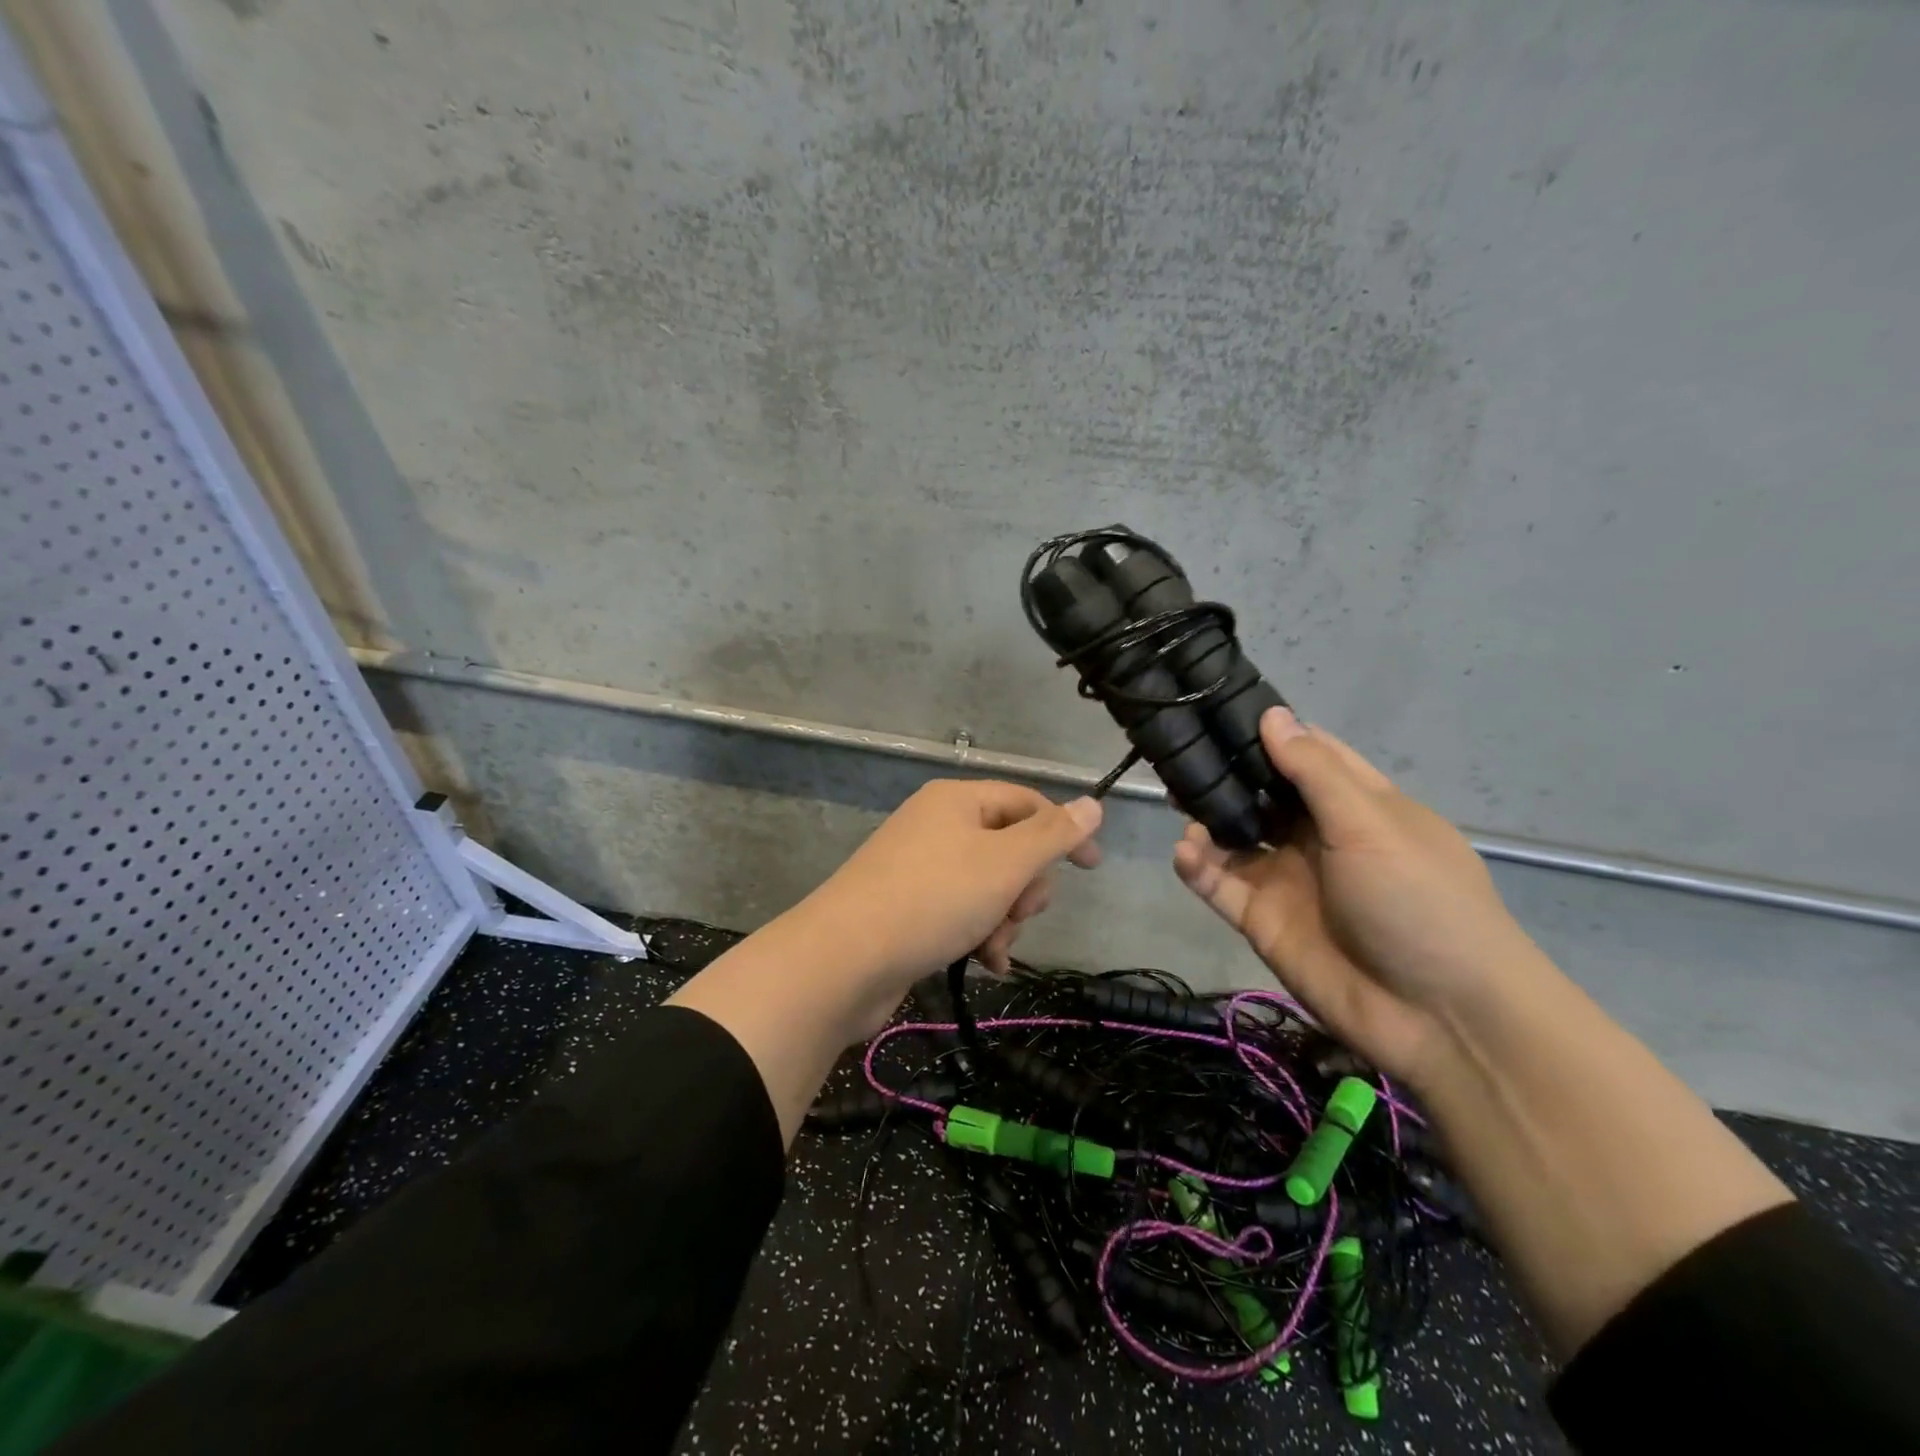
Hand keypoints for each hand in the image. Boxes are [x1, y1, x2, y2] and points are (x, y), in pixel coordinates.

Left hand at [801, 780, 1102, 1032]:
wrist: (844, 960)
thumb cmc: (933, 900)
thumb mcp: (1005, 863)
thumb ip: (1053, 834)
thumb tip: (1093, 803)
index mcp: (957, 801)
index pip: (1027, 802)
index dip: (1063, 831)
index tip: (1092, 868)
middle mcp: (938, 825)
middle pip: (1009, 847)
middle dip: (1024, 887)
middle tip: (1018, 913)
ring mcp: (920, 866)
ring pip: (989, 885)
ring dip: (1004, 919)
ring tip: (994, 947)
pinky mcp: (909, 905)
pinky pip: (962, 910)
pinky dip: (979, 933)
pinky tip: (984, 962)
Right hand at [1173, 707, 1545, 1085]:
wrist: (1439, 1017)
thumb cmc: (1418, 900)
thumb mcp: (1371, 824)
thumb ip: (1314, 772)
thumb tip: (1272, 715)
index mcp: (1359, 806)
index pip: (1310, 756)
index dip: (1272, 733)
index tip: (1221, 708)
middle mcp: (1319, 837)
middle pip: (1262, 794)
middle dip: (1225, 774)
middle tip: (1179, 753)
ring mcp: (1287, 879)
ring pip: (1233, 837)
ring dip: (1206, 818)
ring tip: (1178, 801)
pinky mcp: (1261, 920)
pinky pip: (1220, 884)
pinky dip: (1197, 866)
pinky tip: (1186, 852)